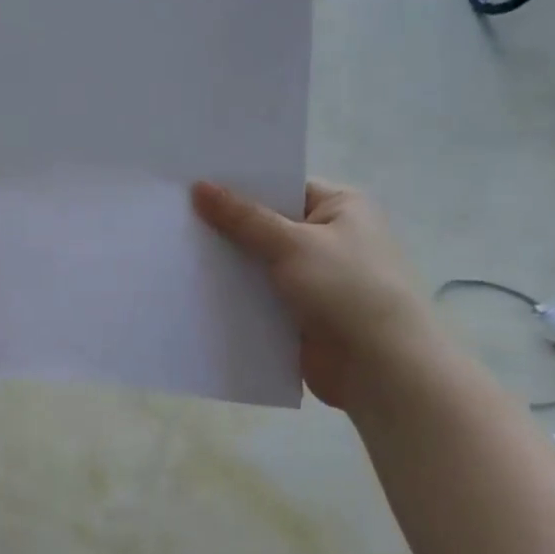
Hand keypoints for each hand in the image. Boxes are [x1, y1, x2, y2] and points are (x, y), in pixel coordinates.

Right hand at [192, 179, 440, 408]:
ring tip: (174, 252)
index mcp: (342, 208)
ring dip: (229, 265)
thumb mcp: (292, 244)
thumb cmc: (347, 290)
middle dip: (227, 228)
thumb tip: (199, 186)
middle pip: (267, 226)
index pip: (283, 188)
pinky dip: (236, 296)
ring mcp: (315, 279)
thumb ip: (242, 218)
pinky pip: (260, 297)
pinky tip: (194, 290)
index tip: (193, 184)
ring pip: (260, 265)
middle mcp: (330, 239)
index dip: (240, 187)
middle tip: (174, 217)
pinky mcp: (301, 314)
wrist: (380, 368)